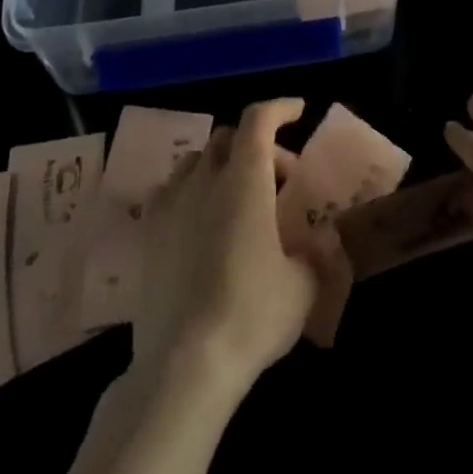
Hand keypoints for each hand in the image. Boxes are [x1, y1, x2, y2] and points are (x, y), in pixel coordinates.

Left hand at [133, 98, 320, 395]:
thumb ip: (317, 252)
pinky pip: (170, 192)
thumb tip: (324, 239)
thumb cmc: (253, 314)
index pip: (258, 119)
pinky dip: (191, 192)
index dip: (280, 108)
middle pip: (227, 137)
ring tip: (239, 197)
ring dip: (221, 165)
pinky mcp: (148, 235)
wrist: (184, 365)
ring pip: (195, 161)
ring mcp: (171, 205)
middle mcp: (205, 180)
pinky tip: (202, 223)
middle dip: (257, 145)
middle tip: (280, 177)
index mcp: (245, 179)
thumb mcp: (304, 285)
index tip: (298, 112)